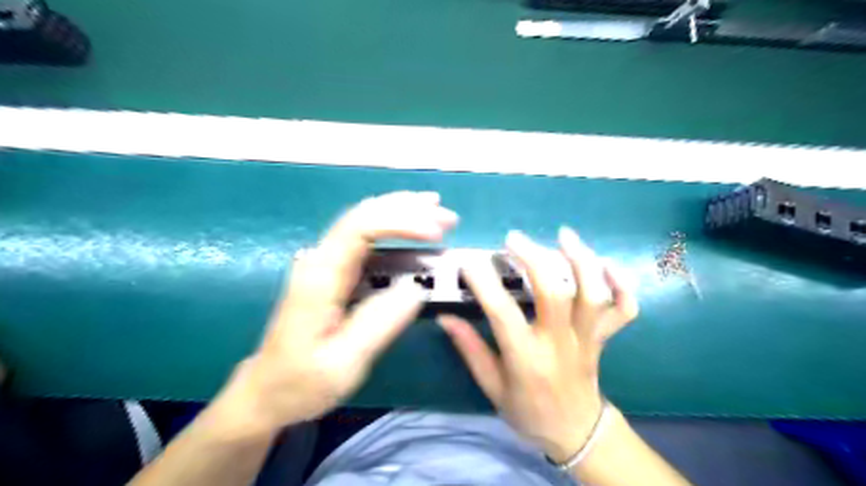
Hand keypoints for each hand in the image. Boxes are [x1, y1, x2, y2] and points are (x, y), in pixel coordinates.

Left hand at [212, 192, 454, 435]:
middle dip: (408, 209)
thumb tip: (417, 288)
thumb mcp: (343, 364)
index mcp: (320, 277)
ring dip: (404, 212)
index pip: (359, 228)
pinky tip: (414, 226)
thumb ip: (379, 323)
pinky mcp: (334, 272)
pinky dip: (395, 226)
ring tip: (439, 214)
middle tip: (448, 218)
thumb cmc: (301, 382)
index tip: (436, 234)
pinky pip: (367, 237)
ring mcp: (326, 263)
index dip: (400, 222)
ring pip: (365, 220)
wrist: (266, 392)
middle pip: (364, 215)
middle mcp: (321, 260)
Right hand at [440, 227, 633, 461]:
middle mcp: (559, 344)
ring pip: (592, 295)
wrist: (575, 432)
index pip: (502, 313)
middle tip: (513, 239)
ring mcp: (587, 339)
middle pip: (554, 293)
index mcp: (526, 359)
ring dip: (581, 260)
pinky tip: (606, 263)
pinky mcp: (604, 338)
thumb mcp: (491, 387)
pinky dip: (621, 284)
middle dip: (534, 259)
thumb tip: (445, 317)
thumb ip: (470, 349)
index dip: (484, 284)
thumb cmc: (528, 411)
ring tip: (563, 235)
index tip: (468, 261)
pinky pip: (624, 310)